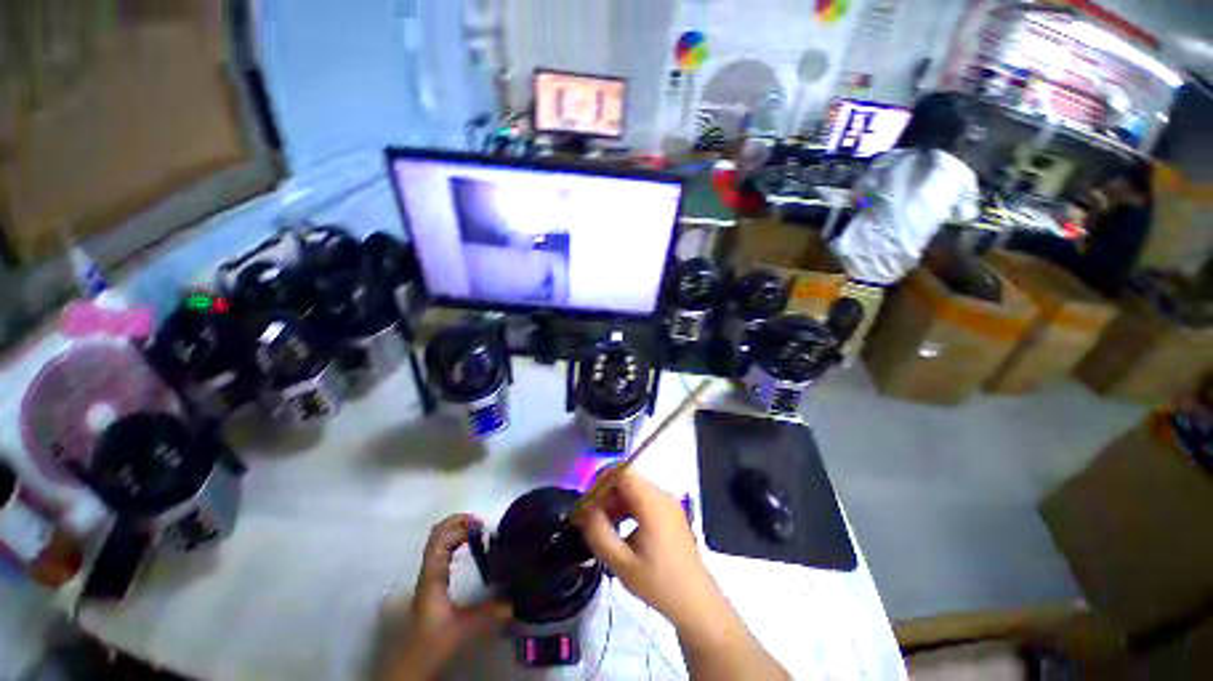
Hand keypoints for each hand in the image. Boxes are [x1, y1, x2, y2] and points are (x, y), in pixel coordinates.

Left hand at [386, 514, 511, 680]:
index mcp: (433, 577)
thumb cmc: (434, 644)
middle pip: (437, 534)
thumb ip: (491, 613)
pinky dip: (456, 542)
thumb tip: (515, 600)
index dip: (459, 526)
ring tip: (479, 534)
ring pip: (438, 542)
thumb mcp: (465, 629)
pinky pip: (442, 552)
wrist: (411, 666)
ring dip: (458, 531)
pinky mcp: (432, 584)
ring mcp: (428, 576)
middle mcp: (428, 572)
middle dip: (459, 523)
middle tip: (482, 525)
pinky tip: (470, 550)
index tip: (481, 526)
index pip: (439, 540)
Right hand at [575, 469, 730, 634]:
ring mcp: (667, 503)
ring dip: (614, 502)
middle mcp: (661, 495)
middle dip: (605, 494)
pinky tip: (618, 529)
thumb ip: (599, 533)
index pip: (623, 472)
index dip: (601, 480)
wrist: (695, 601)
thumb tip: (585, 511)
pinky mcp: (669, 512)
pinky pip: (642, 499)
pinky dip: (626, 508)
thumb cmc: (659, 583)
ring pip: (634, 489)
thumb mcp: (622, 563)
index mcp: (652, 503)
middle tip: (588, 517)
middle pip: (627, 479)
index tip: (586, 501)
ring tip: (600, 526)